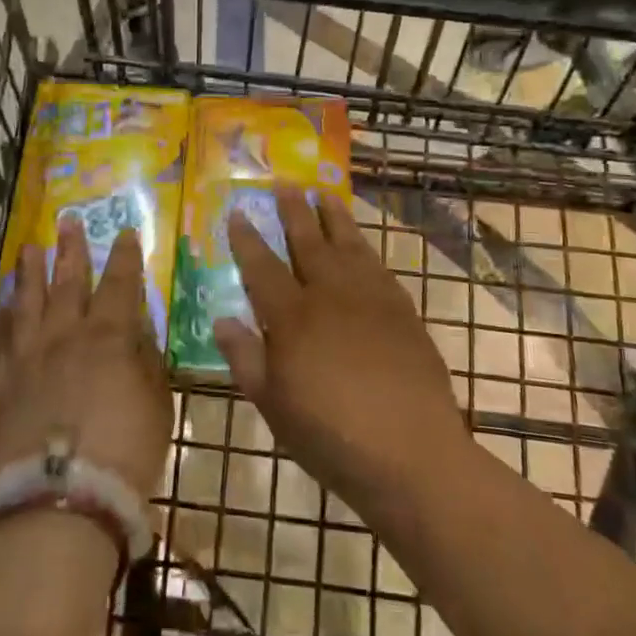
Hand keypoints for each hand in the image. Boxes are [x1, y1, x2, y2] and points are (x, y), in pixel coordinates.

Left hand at [0, 218, 172, 501]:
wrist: (59, 502)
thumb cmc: (124, 454)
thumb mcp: (158, 405)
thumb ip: (148, 362)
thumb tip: (139, 332)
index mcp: (109, 337)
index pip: (120, 284)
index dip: (125, 256)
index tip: (127, 232)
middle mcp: (66, 336)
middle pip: (68, 282)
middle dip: (72, 250)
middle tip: (68, 221)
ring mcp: (28, 358)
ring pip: (28, 302)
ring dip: (30, 273)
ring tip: (29, 248)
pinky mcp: (1, 385)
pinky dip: (2, 319)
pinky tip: (3, 306)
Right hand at [214, 186, 471, 511]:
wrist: (411, 452)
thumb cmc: (331, 436)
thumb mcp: (273, 406)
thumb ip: (245, 358)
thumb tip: (223, 318)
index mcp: (292, 317)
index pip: (262, 266)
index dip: (247, 238)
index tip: (239, 212)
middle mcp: (330, 294)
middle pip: (307, 241)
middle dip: (294, 211)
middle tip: (286, 183)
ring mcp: (370, 297)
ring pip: (347, 244)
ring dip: (334, 218)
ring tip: (325, 195)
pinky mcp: (402, 309)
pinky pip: (378, 265)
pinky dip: (365, 248)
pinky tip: (362, 246)